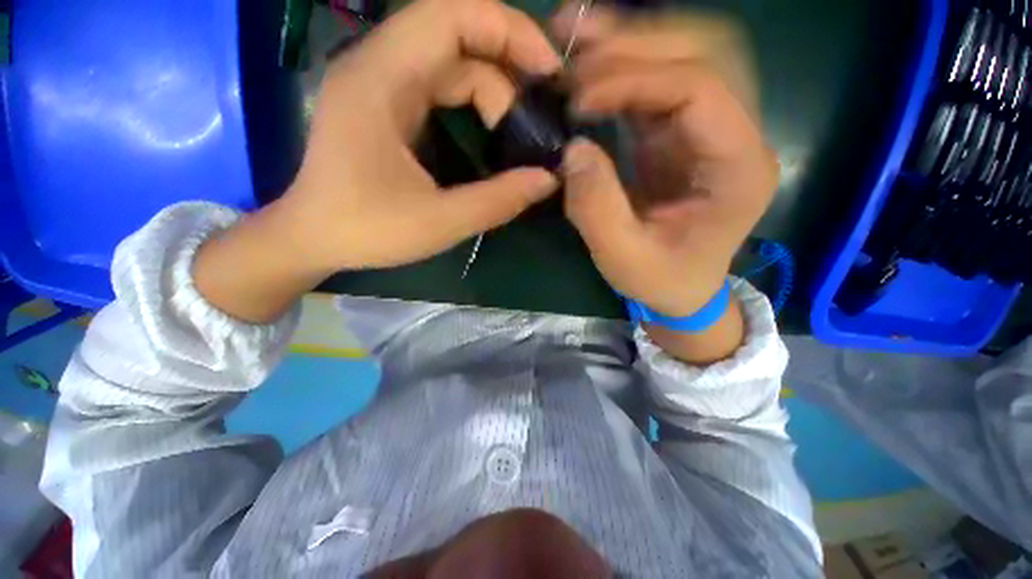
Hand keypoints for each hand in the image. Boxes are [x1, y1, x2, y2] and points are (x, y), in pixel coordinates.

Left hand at [284, 0, 562, 271]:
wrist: (314, 238)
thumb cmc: (367, 231)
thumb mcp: (440, 222)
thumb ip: (498, 201)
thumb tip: (547, 179)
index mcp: (380, 80)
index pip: (449, 14)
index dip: (508, 30)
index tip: (547, 72)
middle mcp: (378, 66)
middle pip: (456, 34)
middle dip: (508, 65)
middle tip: (539, 112)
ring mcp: (382, 84)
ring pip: (451, 62)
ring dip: (493, 89)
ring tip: (520, 130)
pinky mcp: (388, 105)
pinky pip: (441, 85)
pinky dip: (475, 101)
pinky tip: (493, 131)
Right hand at [553, 7, 776, 317]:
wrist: (681, 287)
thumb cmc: (660, 279)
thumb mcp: (623, 258)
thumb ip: (597, 208)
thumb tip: (572, 149)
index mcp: (738, 168)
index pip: (700, 89)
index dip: (635, 81)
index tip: (579, 100)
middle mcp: (738, 134)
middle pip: (704, 50)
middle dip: (634, 40)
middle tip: (573, 46)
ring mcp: (712, 127)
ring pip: (687, 50)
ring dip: (629, 37)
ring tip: (575, 35)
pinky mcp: (683, 132)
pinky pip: (661, 77)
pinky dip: (625, 61)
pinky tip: (590, 59)